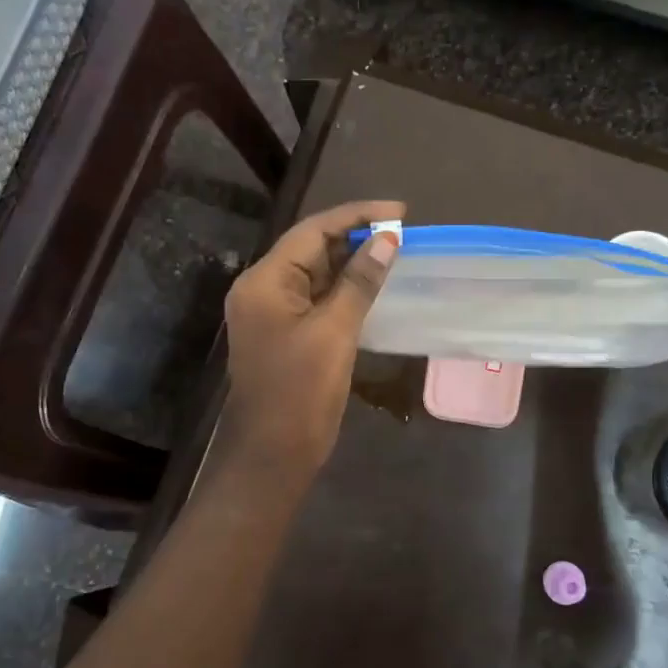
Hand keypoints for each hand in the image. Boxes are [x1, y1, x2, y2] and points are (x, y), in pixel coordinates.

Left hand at [218, 199, 403, 477]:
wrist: (273, 455)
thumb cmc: (300, 392)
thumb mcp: (334, 332)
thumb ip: (359, 281)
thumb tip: (387, 239)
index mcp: (265, 281)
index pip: (312, 230)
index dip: (357, 215)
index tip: (400, 212)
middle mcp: (264, 288)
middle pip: (312, 248)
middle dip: (356, 237)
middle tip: (403, 233)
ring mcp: (274, 312)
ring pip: (317, 273)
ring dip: (353, 262)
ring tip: (396, 253)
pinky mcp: (287, 333)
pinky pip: (318, 298)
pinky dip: (346, 289)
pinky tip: (375, 286)